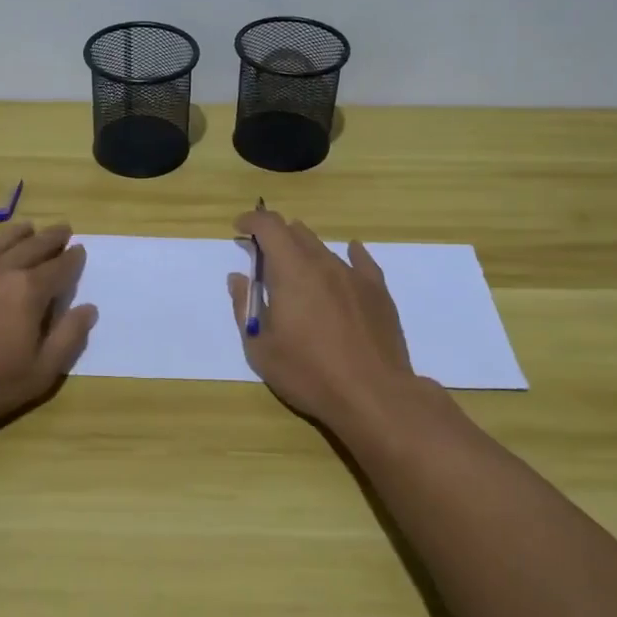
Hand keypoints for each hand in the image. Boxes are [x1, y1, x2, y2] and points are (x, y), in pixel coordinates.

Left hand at [0, 222, 97, 430]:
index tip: (80, 251)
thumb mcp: (39, 373)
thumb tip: (89, 308)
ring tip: (30, 228)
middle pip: (34, 246)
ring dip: (21, 233)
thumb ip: (68, 338)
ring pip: (2, 240)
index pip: (60, 267)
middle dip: (52, 238)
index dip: (73, 259)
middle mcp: (2, 269)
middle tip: (64, 230)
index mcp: (29, 291)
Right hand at [227, 207, 420, 433]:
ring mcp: (354, 275)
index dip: (251, 221)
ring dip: (305, 253)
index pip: (269, 226)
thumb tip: (238, 278)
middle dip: (275, 238)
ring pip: (323, 248)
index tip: (240, 230)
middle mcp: (323, 263)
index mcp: (291, 270)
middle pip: (296, 233)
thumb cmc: (309, 373)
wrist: (374, 396)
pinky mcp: (378, 292)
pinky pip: (361, 261)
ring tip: (299, 275)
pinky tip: (350, 254)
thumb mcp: (260, 348)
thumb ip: (244, 307)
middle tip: (264, 260)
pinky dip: (348, 254)